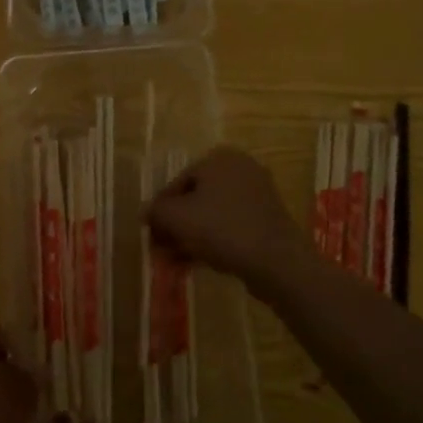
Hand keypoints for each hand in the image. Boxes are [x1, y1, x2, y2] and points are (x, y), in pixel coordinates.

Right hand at [145, 146, 312, 286]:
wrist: (276, 261)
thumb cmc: (221, 229)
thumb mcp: (177, 218)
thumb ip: (156, 211)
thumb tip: (146, 211)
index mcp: (219, 159)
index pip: (177, 182)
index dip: (160, 209)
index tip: (150, 233)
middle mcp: (240, 169)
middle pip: (195, 198)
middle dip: (175, 226)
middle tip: (161, 249)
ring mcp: (257, 195)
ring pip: (212, 215)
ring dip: (190, 237)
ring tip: (174, 262)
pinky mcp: (267, 220)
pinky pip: (231, 226)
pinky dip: (212, 241)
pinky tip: (196, 263)